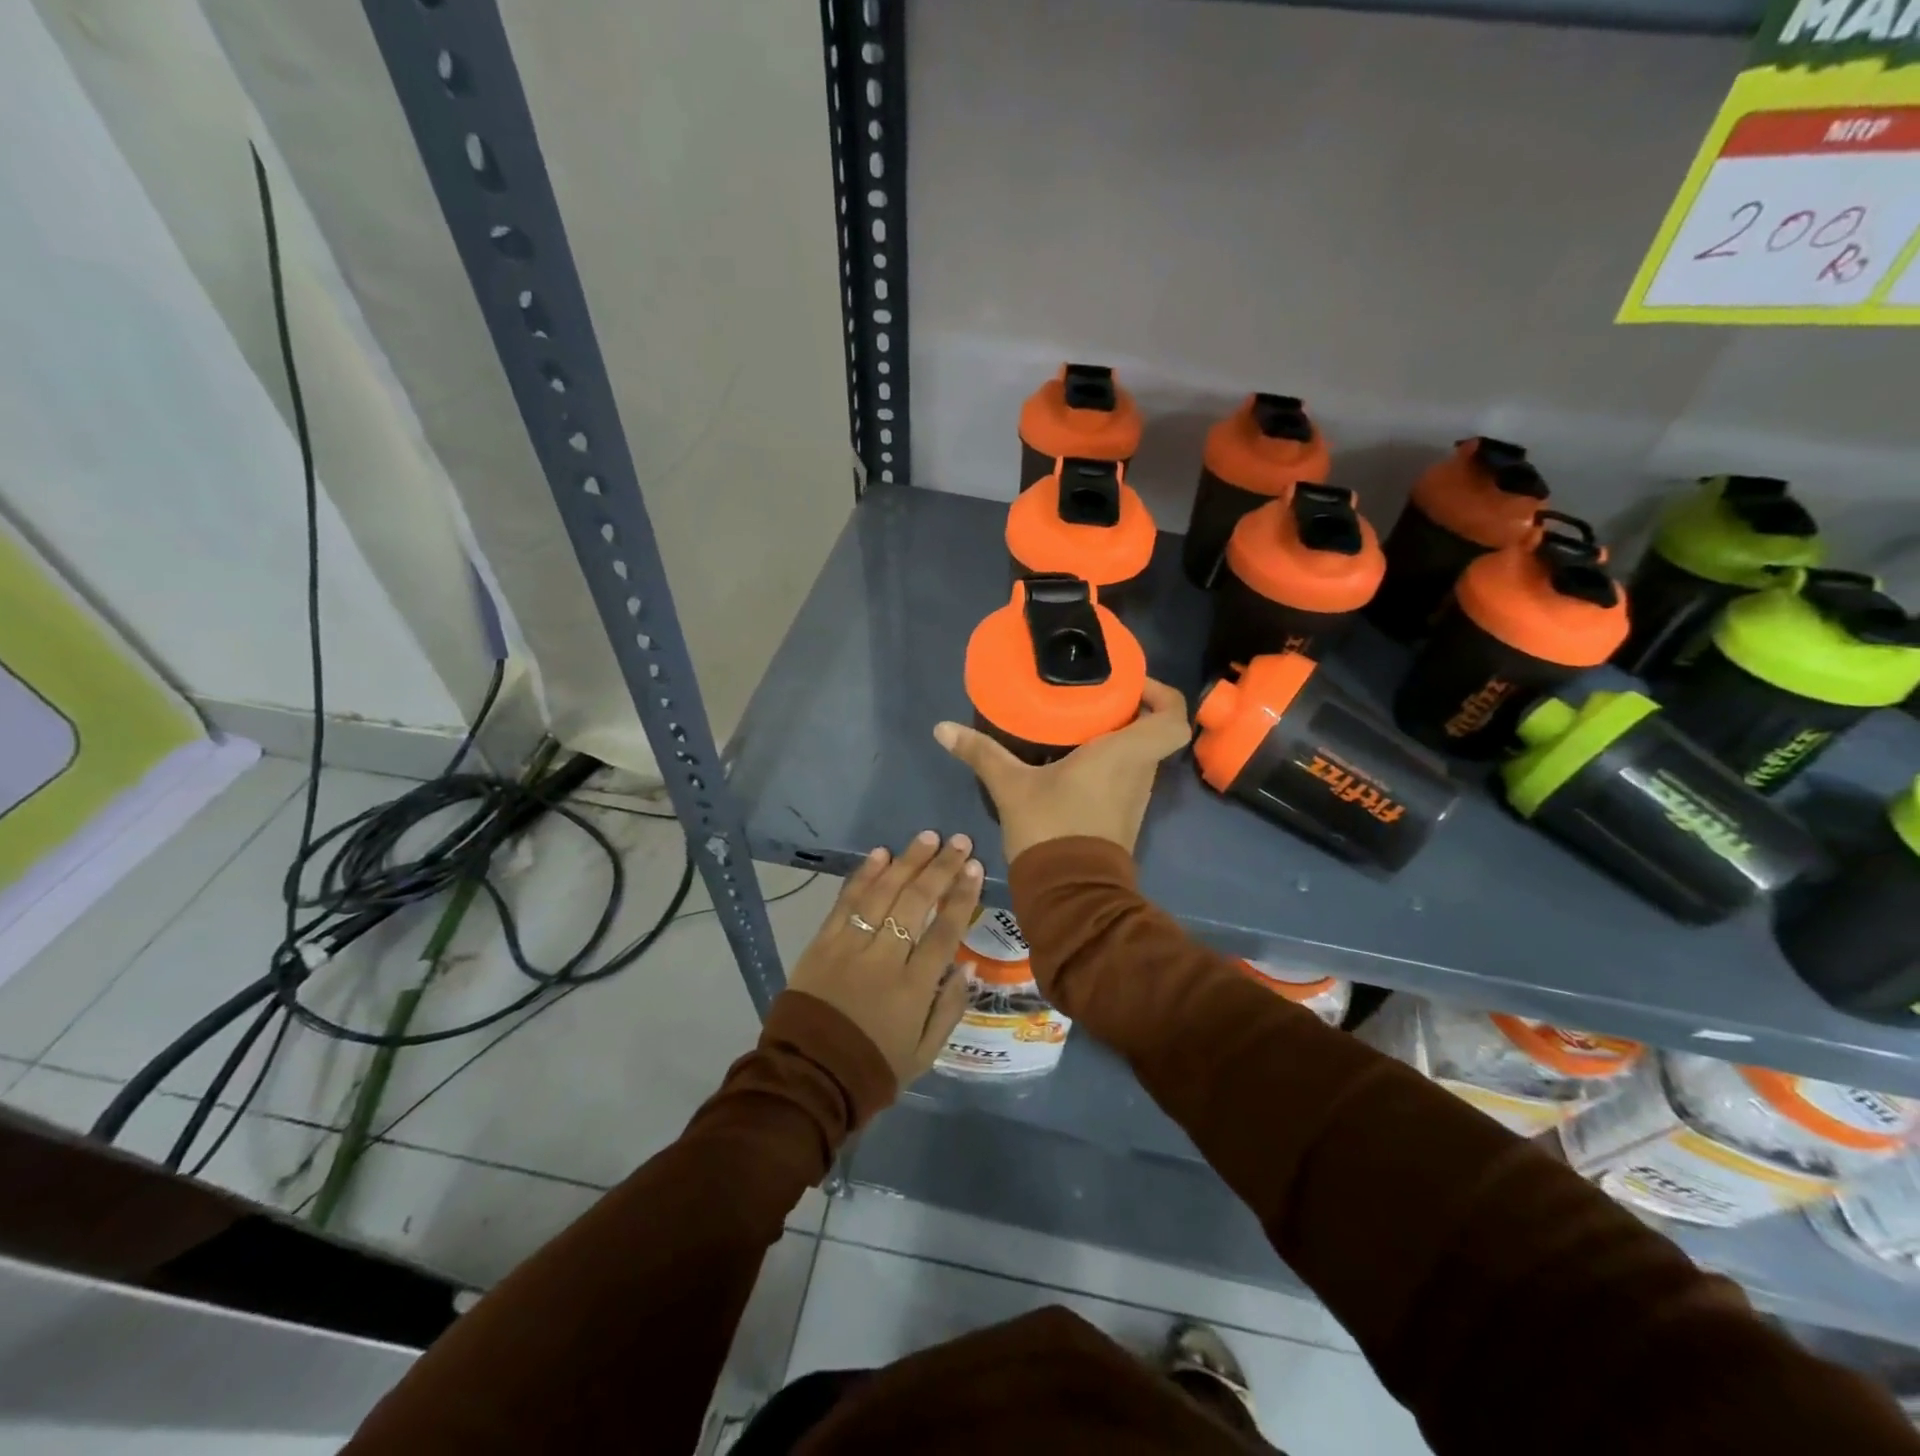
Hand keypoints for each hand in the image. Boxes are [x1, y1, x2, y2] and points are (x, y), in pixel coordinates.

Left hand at [786, 831, 983, 1087]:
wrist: (808, 1078)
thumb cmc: (873, 1068)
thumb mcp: (924, 1054)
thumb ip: (949, 1009)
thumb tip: (968, 966)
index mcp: (914, 989)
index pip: (944, 932)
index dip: (962, 897)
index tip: (975, 868)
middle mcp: (884, 960)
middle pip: (916, 903)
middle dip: (940, 868)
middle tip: (958, 842)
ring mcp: (849, 948)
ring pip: (883, 894)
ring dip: (907, 862)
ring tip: (927, 837)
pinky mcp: (822, 944)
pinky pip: (846, 902)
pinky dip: (863, 876)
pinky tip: (881, 854)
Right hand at [933, 678, 1191, 863]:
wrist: (1069, 895)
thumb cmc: (1050, 828)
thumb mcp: (1010, 786)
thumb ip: (980, 752)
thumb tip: (941, 728)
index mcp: (1125, 754)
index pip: (1173, 717)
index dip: (1160, 694)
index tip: (1129, 686)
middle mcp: (1140, 773)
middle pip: (1152, 732)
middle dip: (1128, 712)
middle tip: (1091, 698)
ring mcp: (1135, 798)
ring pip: (1138, 757)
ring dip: (1116, 739)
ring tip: (1077, 724)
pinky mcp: (1123, 817)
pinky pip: (1125, 778)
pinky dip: (1107, 765)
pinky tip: (1071, 760)